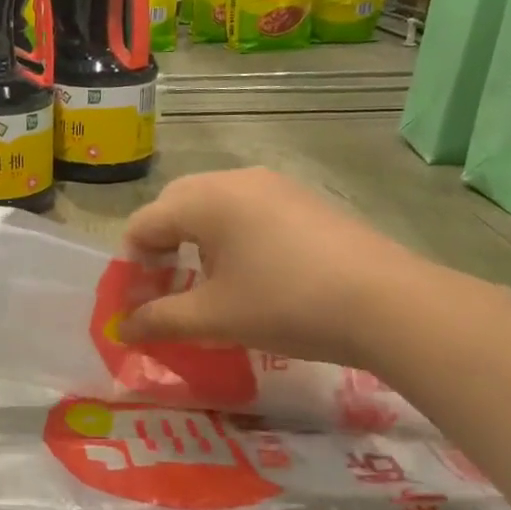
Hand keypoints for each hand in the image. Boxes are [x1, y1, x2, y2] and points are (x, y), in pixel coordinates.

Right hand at [117, 169, 433, 366]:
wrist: (387, 304)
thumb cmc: (286, 305)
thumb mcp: (214, 318)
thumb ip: (159, 320)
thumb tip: (123, 330)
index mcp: (205, 199)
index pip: (144, 223)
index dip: (132, 267)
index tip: (139, 305)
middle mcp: (236, 180)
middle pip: (175, 206)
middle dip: (160, 248)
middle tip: (167, 290)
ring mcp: (275, 186)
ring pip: (213, 206)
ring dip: (195, 242)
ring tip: (208, 284)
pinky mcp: (304, 201)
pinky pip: (247, 211)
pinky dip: (230, 238)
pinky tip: (251, 274)